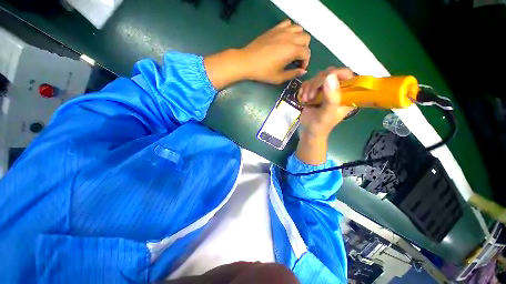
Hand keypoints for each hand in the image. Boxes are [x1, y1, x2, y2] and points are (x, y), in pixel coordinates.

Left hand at [238, 19, 310, 83]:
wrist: (247, 62)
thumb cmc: (263, 72)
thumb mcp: (279, 77)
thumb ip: (293, 74)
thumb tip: (303, 71)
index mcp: (291, 50)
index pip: (306, 53)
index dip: (305, 62)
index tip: (299, 68)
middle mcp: (289, 38)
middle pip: (306, 38)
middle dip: (304, 50)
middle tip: (296, 59)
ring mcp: (282, 31)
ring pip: (299, 29)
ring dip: (299, 39)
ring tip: (292, 49)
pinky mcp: (274, 29)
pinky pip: (288, 24)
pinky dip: (291, 30)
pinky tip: (285, 39)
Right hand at [298, 67, 354, 137]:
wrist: (309, 131)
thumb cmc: (321, 125)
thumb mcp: (328, 113)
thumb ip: (331, 97)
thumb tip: (330, 76)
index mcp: (347, 94)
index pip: (346, 74)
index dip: (335, 74)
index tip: (322, 81)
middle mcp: (338, 89)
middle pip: (329, 73)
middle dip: (317, 83)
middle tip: (310, 96)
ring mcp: (325, 89)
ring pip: (317, 77)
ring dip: (308, 88)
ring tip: (306, 100)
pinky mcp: (314, 91)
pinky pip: (308, 82)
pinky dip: (303, 89)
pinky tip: (303, 99)